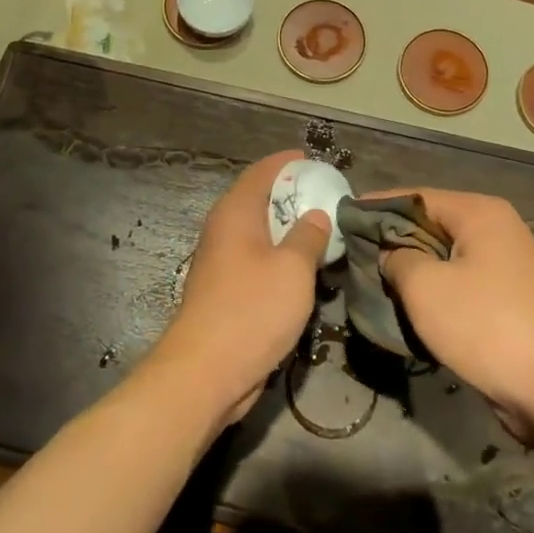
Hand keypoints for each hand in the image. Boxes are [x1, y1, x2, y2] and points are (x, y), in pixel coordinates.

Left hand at [148, 150, 330, 427]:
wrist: (206, 371)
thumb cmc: (252, 310)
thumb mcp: (292, 269)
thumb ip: (308, 236)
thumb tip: (316, 214)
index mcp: (235, 212)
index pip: (261, 172)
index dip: (287, 163)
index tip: (314, 161)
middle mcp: (223, 229)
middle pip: (258, 199)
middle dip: (291, 195)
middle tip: (327, 197)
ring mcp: (221, 260)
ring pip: (258, 232)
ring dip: (287, 228)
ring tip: (323, 230)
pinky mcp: (225, 289)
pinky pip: (256, 259)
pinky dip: (279, 255)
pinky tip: (303, 269)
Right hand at [379, 189, 533, 443]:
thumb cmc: (485, 326)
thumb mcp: (425, 287)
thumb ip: (396, 258)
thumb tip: (388, 253)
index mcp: (479, 212)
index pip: (415, 196)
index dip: (376, 207)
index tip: (343, 219)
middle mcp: (496, 228)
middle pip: (430, 222)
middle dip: (392, 238)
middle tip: (354, 253)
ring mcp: (506, 263)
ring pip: (443, 253)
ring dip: (412, 266)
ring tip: (375, 279)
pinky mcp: (508, 295)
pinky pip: (459, 279)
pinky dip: (434, 286)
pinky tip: (408, 303)